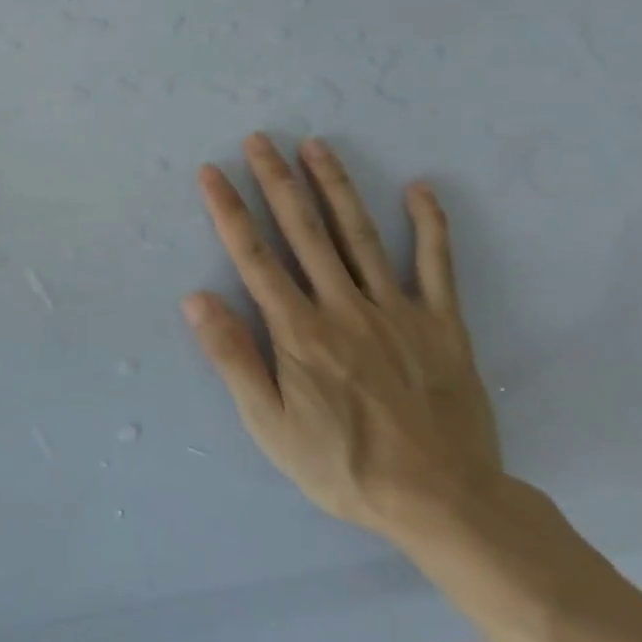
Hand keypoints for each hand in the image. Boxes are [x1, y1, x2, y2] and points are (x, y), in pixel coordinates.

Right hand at [182, 133, 502, 547]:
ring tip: (316, 146)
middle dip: (277, 181)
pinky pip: (436, 266)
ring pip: (360, 235)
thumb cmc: (343, 465)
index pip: (254, 257)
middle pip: (304, 231)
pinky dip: (430, 226)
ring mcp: (397, 311)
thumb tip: (197, 299)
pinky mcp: (442, 325)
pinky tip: (419, 189)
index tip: (212, 173)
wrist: (444, 502)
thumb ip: (234, 358)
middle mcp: (343, 307)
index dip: (229, 211)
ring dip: (335, 187)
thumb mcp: (270, 425)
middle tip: (260, 139)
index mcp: (299, 331)